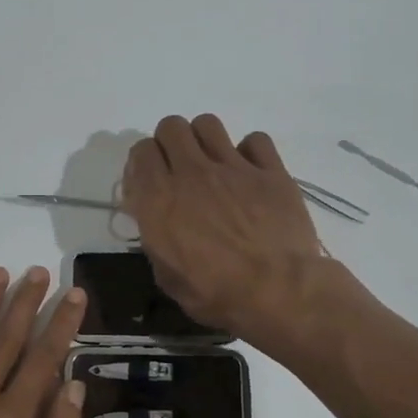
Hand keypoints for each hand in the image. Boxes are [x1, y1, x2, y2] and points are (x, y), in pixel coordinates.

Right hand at [122, 114, 323, 343]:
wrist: (277, 292)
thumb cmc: (216, 294)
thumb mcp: (167, 276)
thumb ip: (156, 240)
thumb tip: (157, 224)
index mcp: (160, 199)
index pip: (140, 151)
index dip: (143, 164)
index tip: (149, 184)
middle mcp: (192, 173)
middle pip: (171, 127)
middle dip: (170, 143)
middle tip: (179, 170)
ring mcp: (234, 167)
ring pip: (208, 124)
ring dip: (204, 140)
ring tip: (212, 164)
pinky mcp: (270, 171)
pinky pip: (255, 140)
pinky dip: (250, 152)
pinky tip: (251, 173)